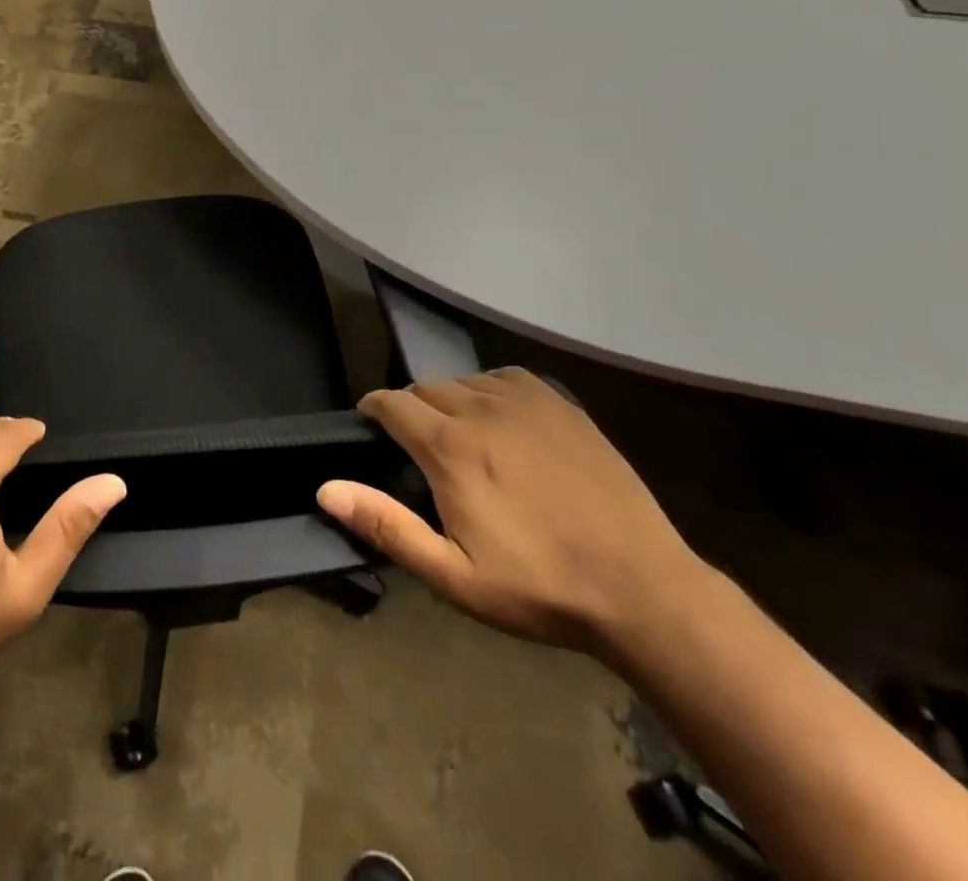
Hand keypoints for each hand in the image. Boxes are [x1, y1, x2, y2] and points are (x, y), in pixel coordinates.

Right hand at [317, 369, 705, 657]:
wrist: (642, 589)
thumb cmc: (538, 587)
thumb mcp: (452, 575)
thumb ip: (386, 526)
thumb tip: (325, 488)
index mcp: (449, 447)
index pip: (391, 403)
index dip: (373, 409)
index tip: (369, 424)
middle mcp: (481, 409)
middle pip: (425, 388)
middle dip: (411, 409)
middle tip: (417, 445)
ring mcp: (526, 402)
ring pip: (465, 381)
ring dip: (450, 400)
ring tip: (459, 433)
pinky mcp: (562, 406)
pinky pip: (507, 378)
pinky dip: (490, 389)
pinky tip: (501, 417)